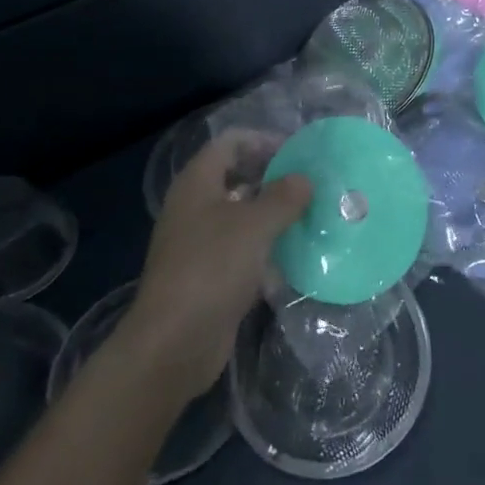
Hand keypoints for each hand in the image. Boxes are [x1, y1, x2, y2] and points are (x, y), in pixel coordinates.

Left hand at [118, 131, 312, 400]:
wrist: (173, 344)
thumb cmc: (212, 269)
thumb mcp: (254, 226)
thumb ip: (283, 197)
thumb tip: (304, 179)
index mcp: (197, 183)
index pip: (230, 143)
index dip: (263, 140)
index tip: (298, 152)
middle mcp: (195, 206)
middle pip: (236, 177)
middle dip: (273, 178)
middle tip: (310, 185)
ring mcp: (199, 243)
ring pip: (241, 215)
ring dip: (273, 215)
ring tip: (311, 217)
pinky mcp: (208, 275)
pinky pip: (242, 249)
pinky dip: (266, 248)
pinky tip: (295, 256)